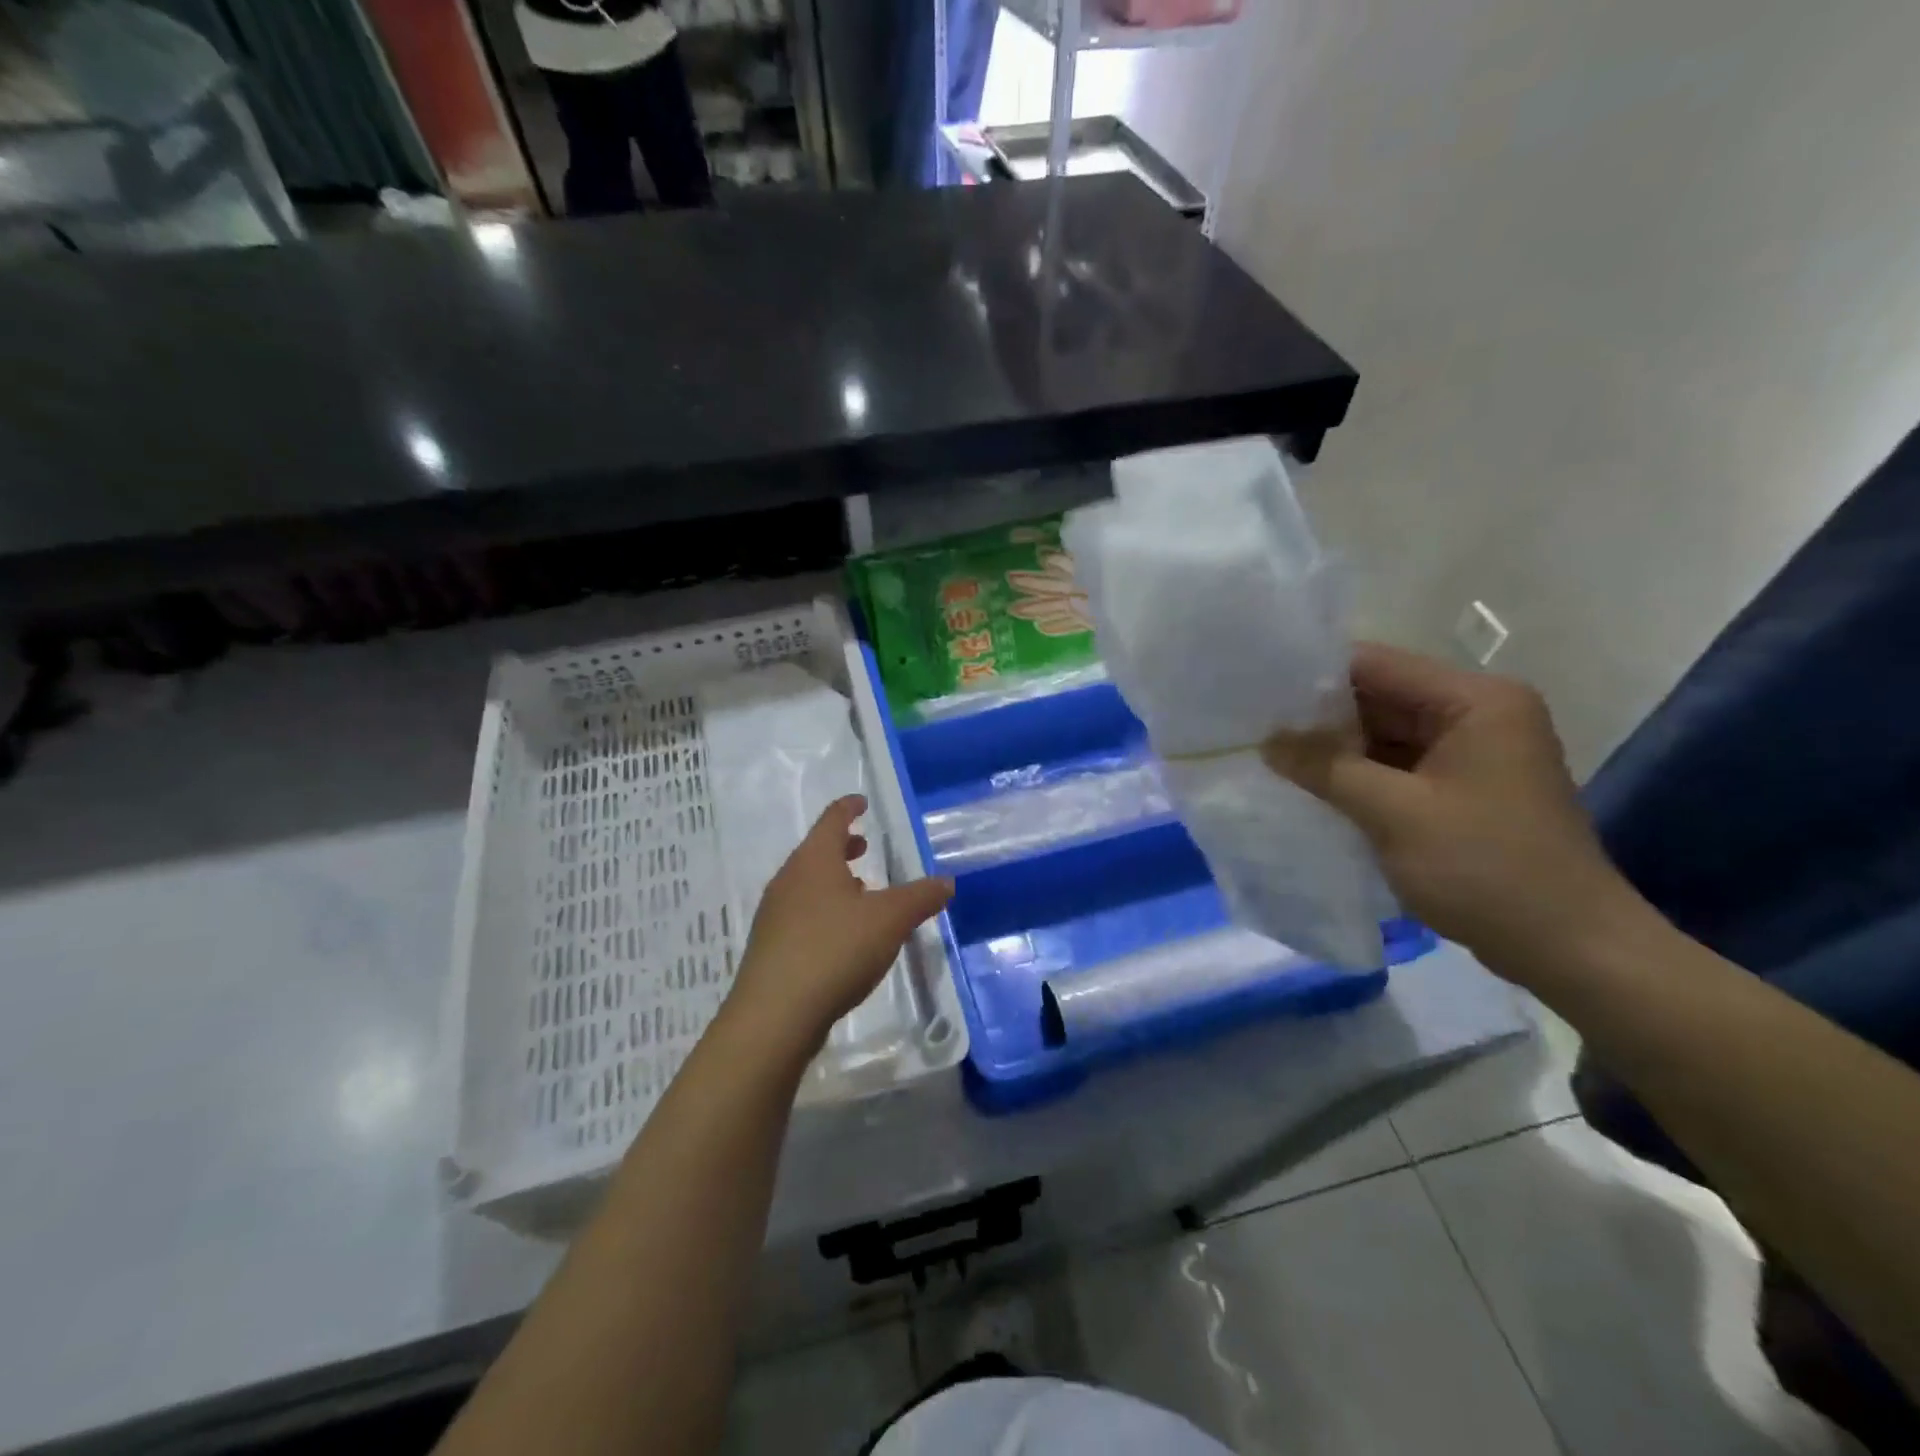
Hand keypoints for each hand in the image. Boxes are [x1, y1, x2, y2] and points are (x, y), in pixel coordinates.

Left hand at [728, 796, 953, 1046]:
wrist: (775, 1015)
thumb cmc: (835, 950)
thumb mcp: (890, 920)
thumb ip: (920, 897)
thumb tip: (946, 882)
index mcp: (814, 861)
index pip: (832, 820)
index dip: (848, 807)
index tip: (861, 802)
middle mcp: (788, 880)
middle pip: (815, 851)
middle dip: (841, 847)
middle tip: (863, 846)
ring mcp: (774, 915)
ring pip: (807, 884)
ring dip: (833, 881)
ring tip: (860, 892)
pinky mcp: (770, 948)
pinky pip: (800, 915)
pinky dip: (823, 910)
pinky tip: (841, 936)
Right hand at [1263, 643, 1640, 974]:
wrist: (1570, 949)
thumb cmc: (1486, 868)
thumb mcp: (1394, 813)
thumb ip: (1326, 768)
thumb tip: (1267, 741)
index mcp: (1476, 701)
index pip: (1377, 666)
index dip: (1314, 677)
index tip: (1257, 695)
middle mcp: (1477, 715)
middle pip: (1380, 698)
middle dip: (1319, 717)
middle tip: (1253, 729)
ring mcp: (1471, 754)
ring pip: (1384, 735)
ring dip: (1335, 749)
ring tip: (1270, 756)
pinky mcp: (1462, 789)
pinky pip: (1397, 767)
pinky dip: (1357, 775)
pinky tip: (1310, 786)